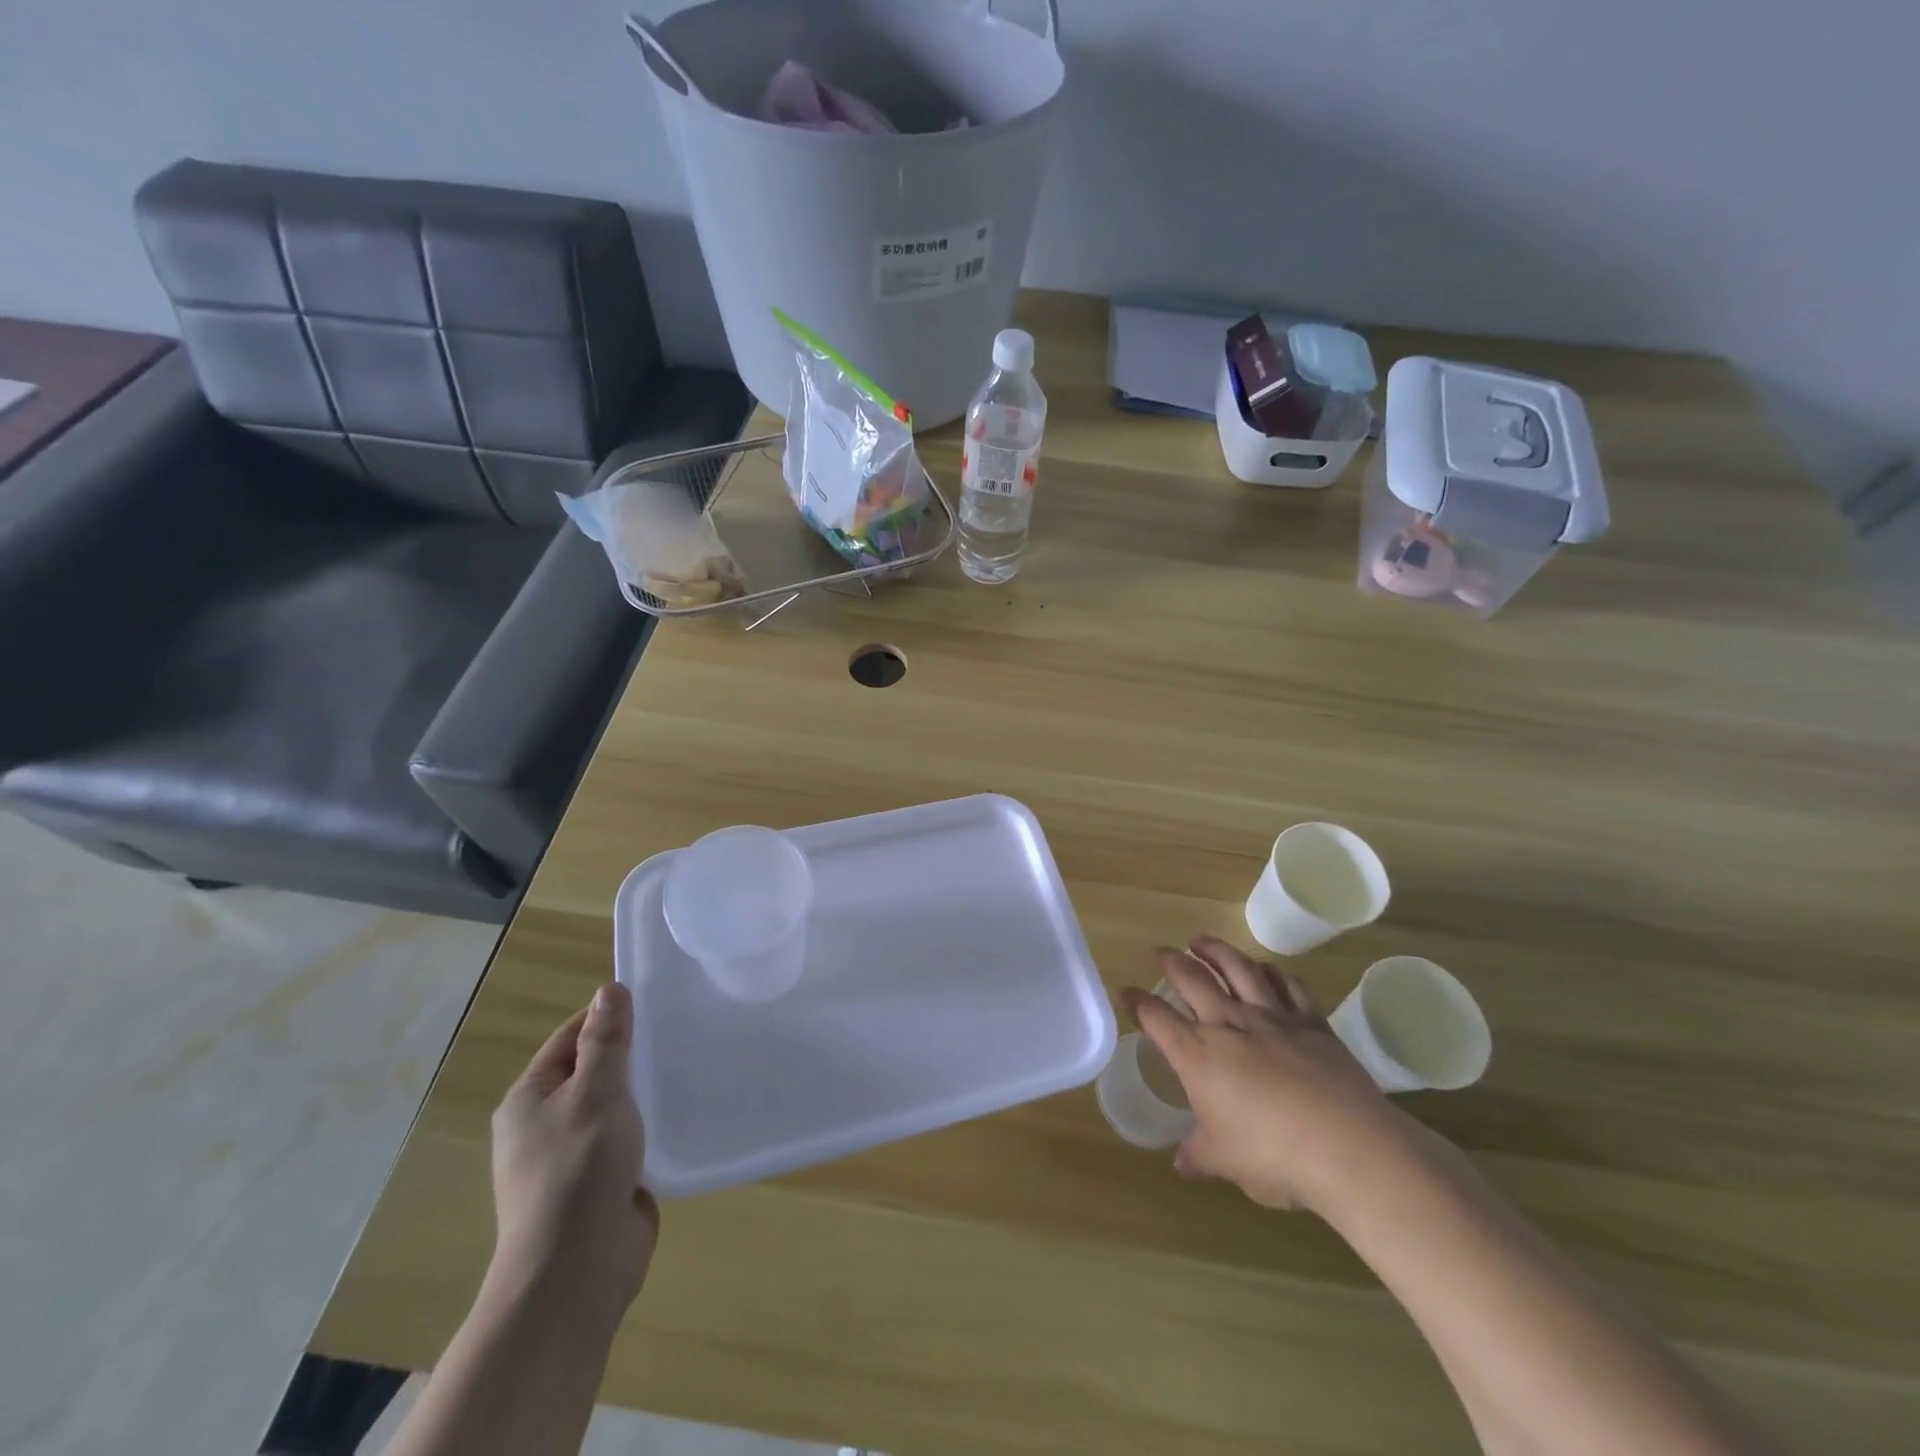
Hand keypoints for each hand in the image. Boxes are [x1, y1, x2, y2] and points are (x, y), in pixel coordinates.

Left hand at [488, 982, 657, 1328]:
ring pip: (614, 1106)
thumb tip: (609, 990)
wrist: (577, 1271)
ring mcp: (572, 1157)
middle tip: (679, 1031)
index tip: (654, 1001)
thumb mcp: (596, 1093)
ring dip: (644, 1090)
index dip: (607, 1017)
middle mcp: (544, 1125)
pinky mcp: (601, 1183)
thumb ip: (606, 1042)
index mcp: (528, 1100)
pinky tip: (684, 1111)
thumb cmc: (579, 1169)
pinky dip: (651, 1123)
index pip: (570, 1038)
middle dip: (632, 1053)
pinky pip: (628, 1138)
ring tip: (689, 1065)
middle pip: (592, 1071)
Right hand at [1126, 936, 1421, 1215]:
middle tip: (1160, 951)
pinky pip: (1287, 984)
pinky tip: (1265, 969)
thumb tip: (1182, 1163)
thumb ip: (1199, 1155)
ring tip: (1201, 940)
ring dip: (1215, 949)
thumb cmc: (1273, 1156)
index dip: (1138, 1002)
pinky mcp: (1311, 1021)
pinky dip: (1271, 971)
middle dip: (1171, 960)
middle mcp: (1229, 1023)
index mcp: (1198, 1054)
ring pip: (1237, 967)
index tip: (1127, 993)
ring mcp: (1272, 1017)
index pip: (1156, 1017)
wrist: (1348, 1147)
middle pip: (1192, 977)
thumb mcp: (1225, 1162)